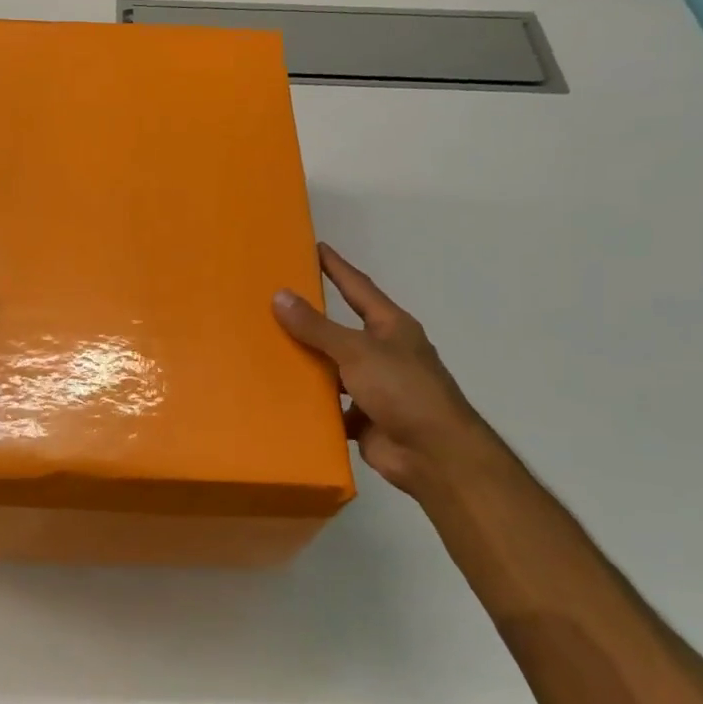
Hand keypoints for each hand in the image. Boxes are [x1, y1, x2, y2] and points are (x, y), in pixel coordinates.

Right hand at [273, 244, 503, 502]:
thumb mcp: (357, 351)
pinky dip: (311, 403)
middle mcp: (384, 352)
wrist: (435, 455)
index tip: (315, 247)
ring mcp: (375, 387)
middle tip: (275, 301)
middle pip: (341, 329)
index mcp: (391, 327)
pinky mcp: (365, 418)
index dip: (337, 267)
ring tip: (267, 350)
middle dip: (312, 319)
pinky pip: (330, 405)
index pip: (358, 287)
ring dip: (308, 364)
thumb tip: (280, 295)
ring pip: (333, 369)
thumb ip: (317, 327)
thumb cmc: (403, 390)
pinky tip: (281, 396)